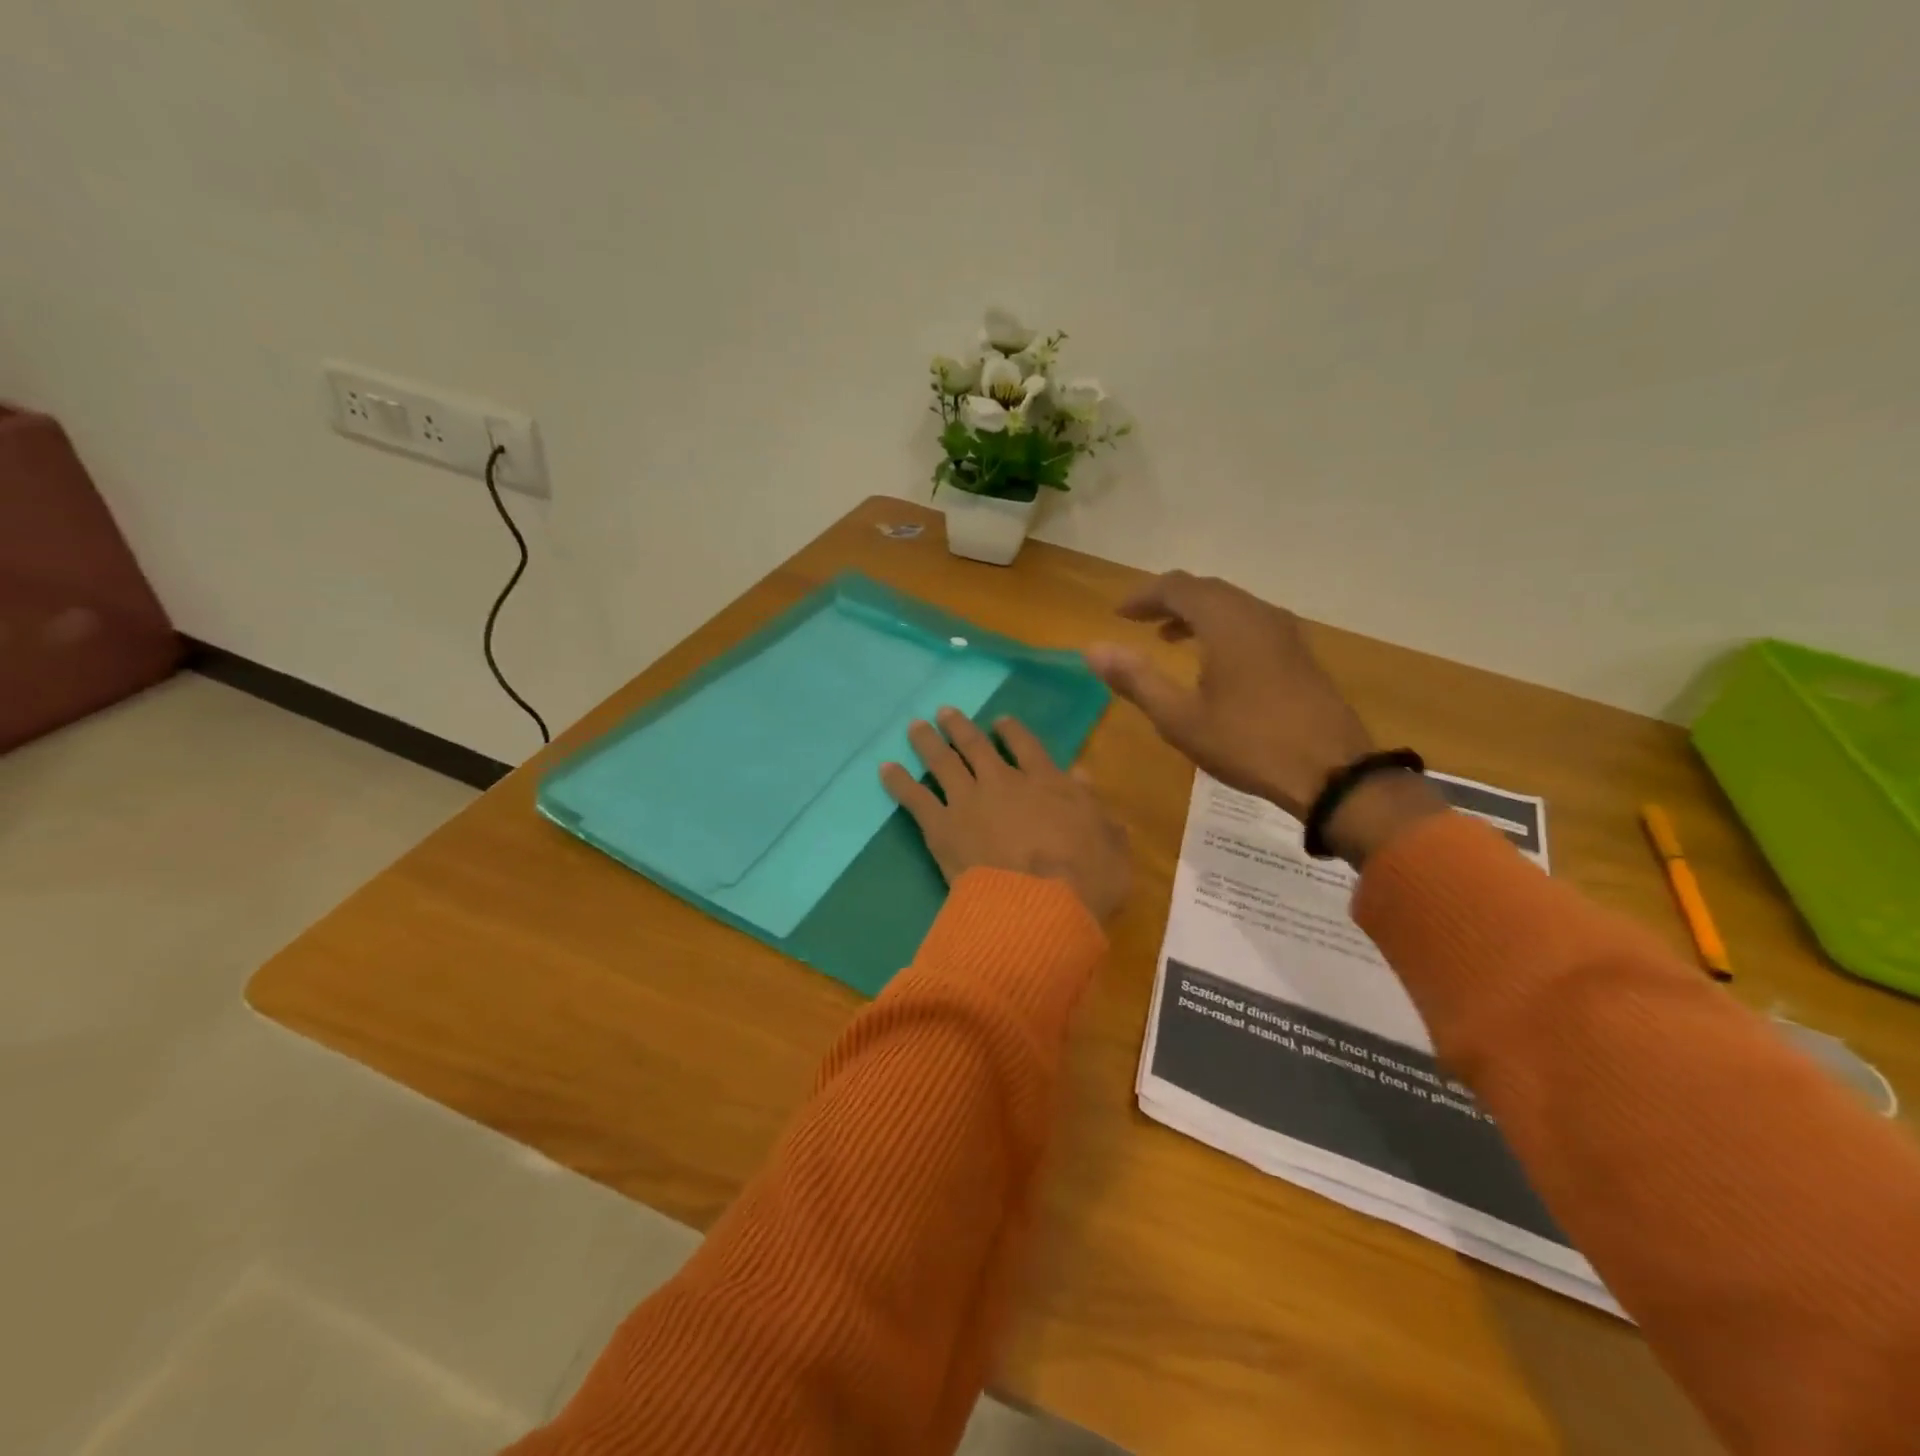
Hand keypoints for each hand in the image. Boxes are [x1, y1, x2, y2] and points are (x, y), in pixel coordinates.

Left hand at [880, 707, 1130, 923]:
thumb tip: (1083, 777)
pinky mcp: (941, 827)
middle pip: (977, 746)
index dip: (1012, 731)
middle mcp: (1003, 783)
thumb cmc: (1086, 880)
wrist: (1038, 907)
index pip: (1027, 746)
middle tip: (945, 712)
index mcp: (1047, 783)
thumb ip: (1098, 810)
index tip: (1000, 720)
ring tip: (915, 727)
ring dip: (928, 743)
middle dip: (960, 727)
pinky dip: (899, 782)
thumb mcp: (1111, 844)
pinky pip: (915, 798)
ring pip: (943, 762)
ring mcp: (968, 802)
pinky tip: (885, 769)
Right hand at [1087, 573, 1447, 862]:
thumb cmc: (1247, 743)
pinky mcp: (1298, 652)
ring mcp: (1284, 631)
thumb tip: (1092, 649)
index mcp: (1226, 622)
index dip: (1143, 596)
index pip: (1176, 588)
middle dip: (1168, 600)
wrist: (1331, 771)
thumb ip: (1136, 679)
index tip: (1117, 614)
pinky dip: (1221, 627)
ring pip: (1231, 604)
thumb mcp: (1180, 718)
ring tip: (1168, 637)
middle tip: (1138, 621)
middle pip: (1206, 589)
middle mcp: (1257, 613)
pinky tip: (1213, 659)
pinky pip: (1250, 621)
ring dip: (1195, 613)